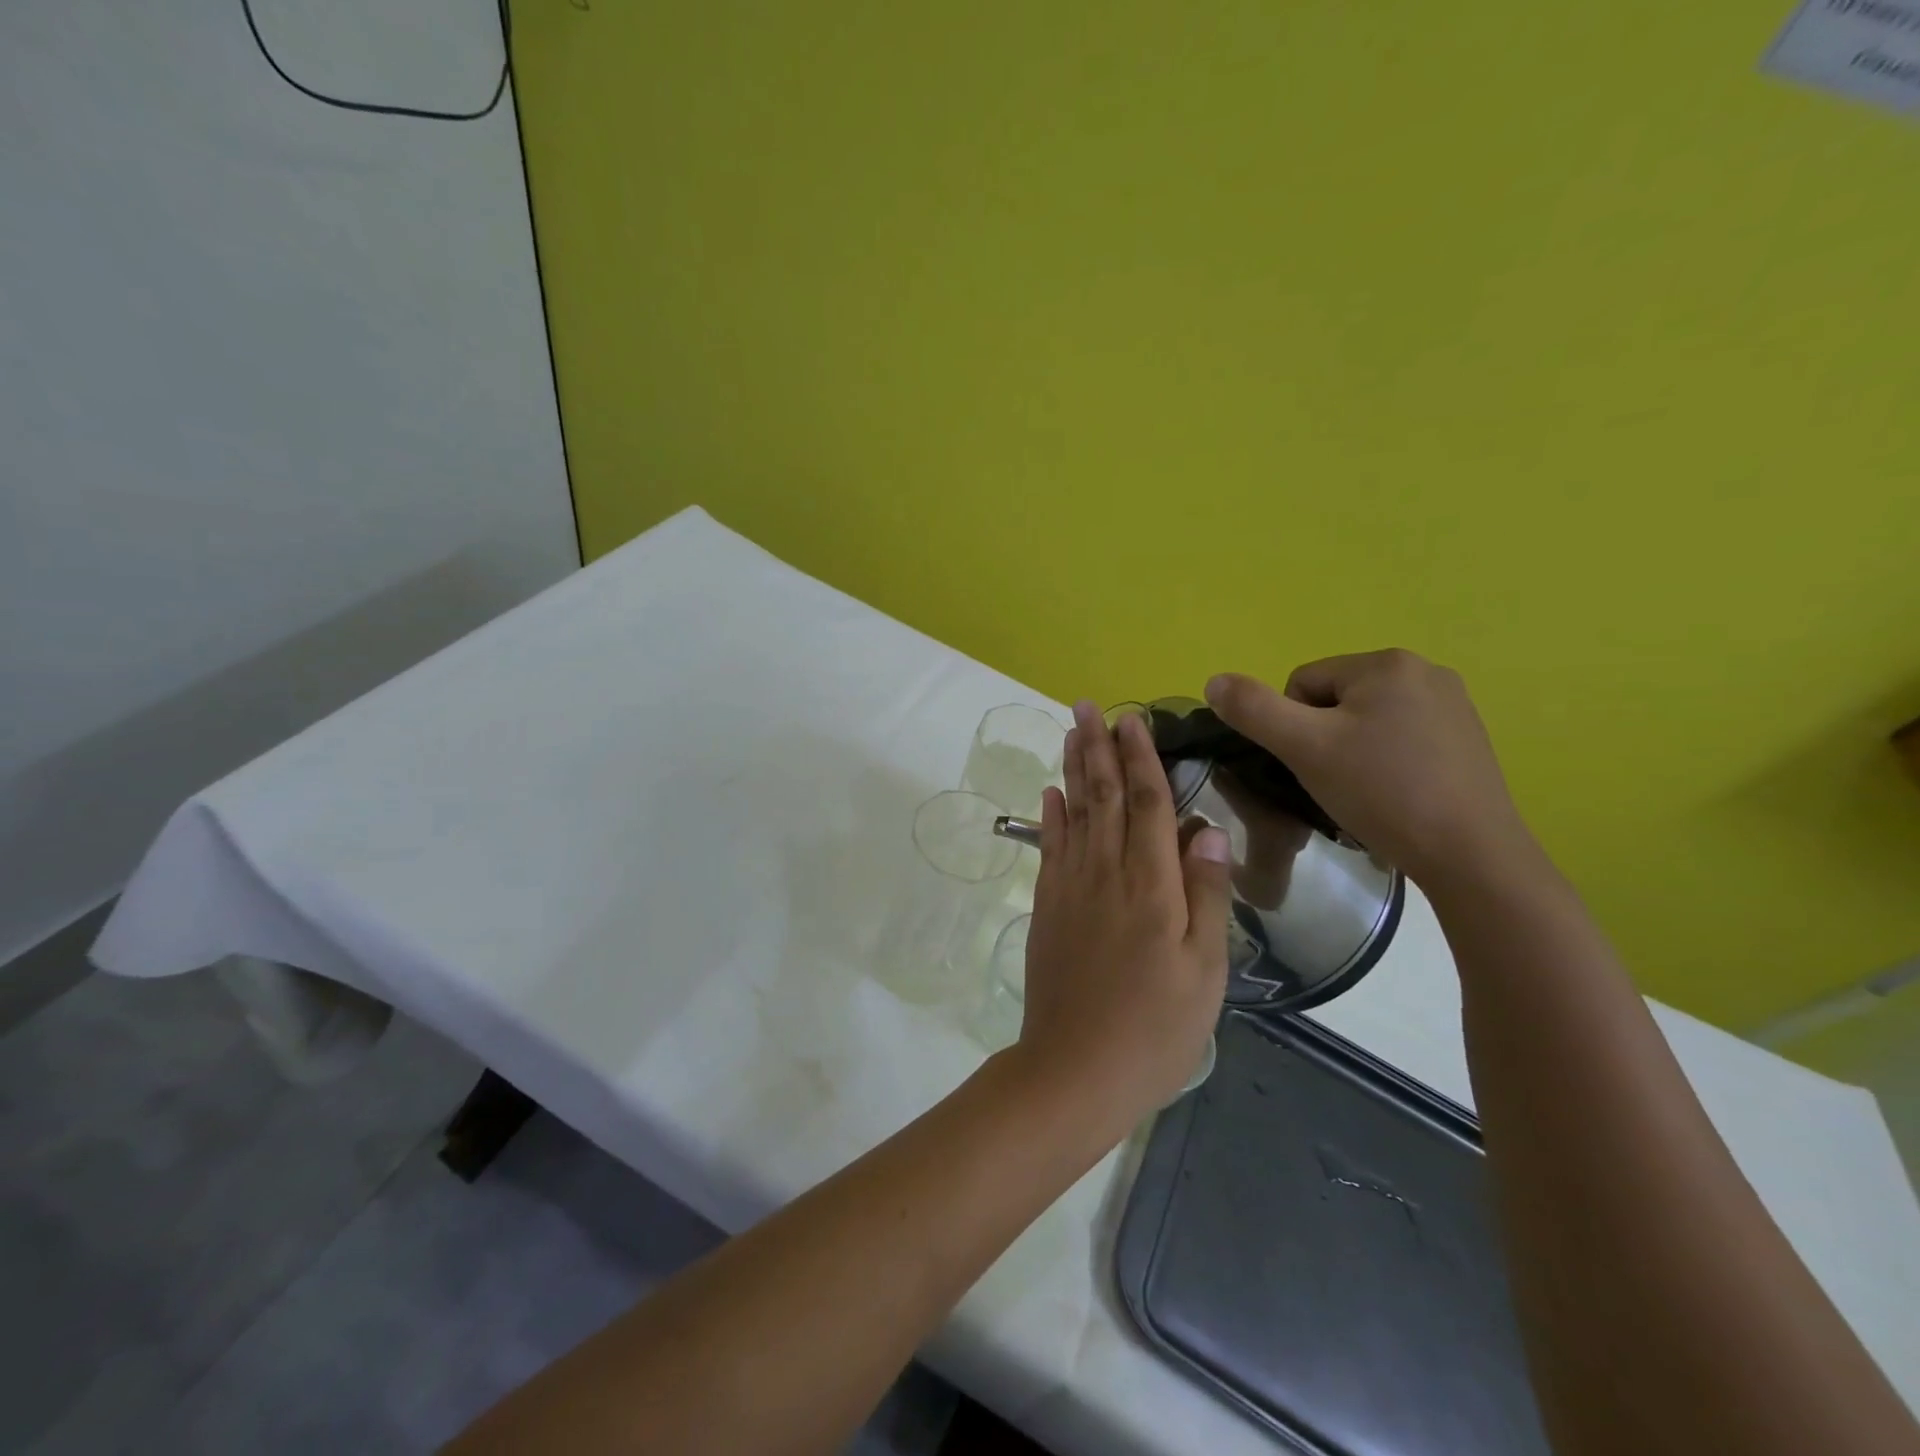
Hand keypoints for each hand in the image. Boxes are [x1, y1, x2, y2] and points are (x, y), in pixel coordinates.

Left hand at [1016, 700, 1233, 1120]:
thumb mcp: (1204, 970)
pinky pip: (1050, 847)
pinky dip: (1050, 815)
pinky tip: (1051, 793)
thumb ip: (1206, 895)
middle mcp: (1105, 873)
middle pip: (1103, 796)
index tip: (1132, 720)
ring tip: (1071, 732)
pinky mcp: (1048, 907)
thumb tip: (1207, 829)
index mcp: (1150, 885)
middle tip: (1087, 706)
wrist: (1075, 1068)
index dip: (1141, 758)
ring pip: (1073, 813)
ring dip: (1073, 769)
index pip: (1147, 804)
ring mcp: (1070, 887)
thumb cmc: (1155, 1027)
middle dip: (1098, 748)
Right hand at [1204, 650, 1536, 891]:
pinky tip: (1395, 794)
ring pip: (1367, 720)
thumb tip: (1214, 680)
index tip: (1312, 765)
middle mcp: (1425, 670)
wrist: (1470, 855)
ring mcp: (1453, 704)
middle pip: (1335, 699)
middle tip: (1336, 781)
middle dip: (1324, 738)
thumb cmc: (1381, 792)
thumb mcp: (1304, 748)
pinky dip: (1386, 762)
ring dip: (1352, 750)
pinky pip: (1401, 738)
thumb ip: (1253, 709)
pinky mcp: (1468, 738)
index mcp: (1386, 663)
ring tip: (1365, 791)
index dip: (1292, 727)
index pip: (1302, 683)